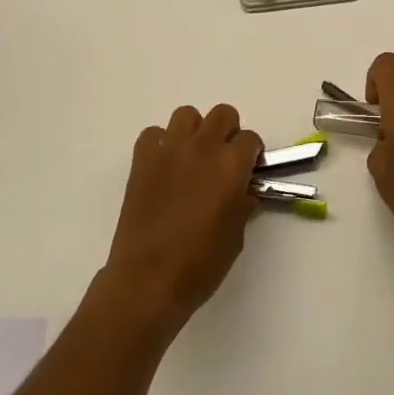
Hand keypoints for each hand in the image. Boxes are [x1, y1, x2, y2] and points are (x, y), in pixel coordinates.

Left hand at [103, 104, 262, 327]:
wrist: (147, 280)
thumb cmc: (200, 265)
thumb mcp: (236, 236)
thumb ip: (242, 204)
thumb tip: (242, 191)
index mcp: (231, 166)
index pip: (250, 139)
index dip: (252, 154)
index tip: (248, 170)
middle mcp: (202, 148)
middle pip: (222, 114)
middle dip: (228, 132)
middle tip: (224, 159)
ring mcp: (169, 150)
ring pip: (187, 115)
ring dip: (195, 131)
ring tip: (193, 157)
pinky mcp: (142, 160)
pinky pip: (153, 133)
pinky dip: (160, 143)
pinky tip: (164, 166)